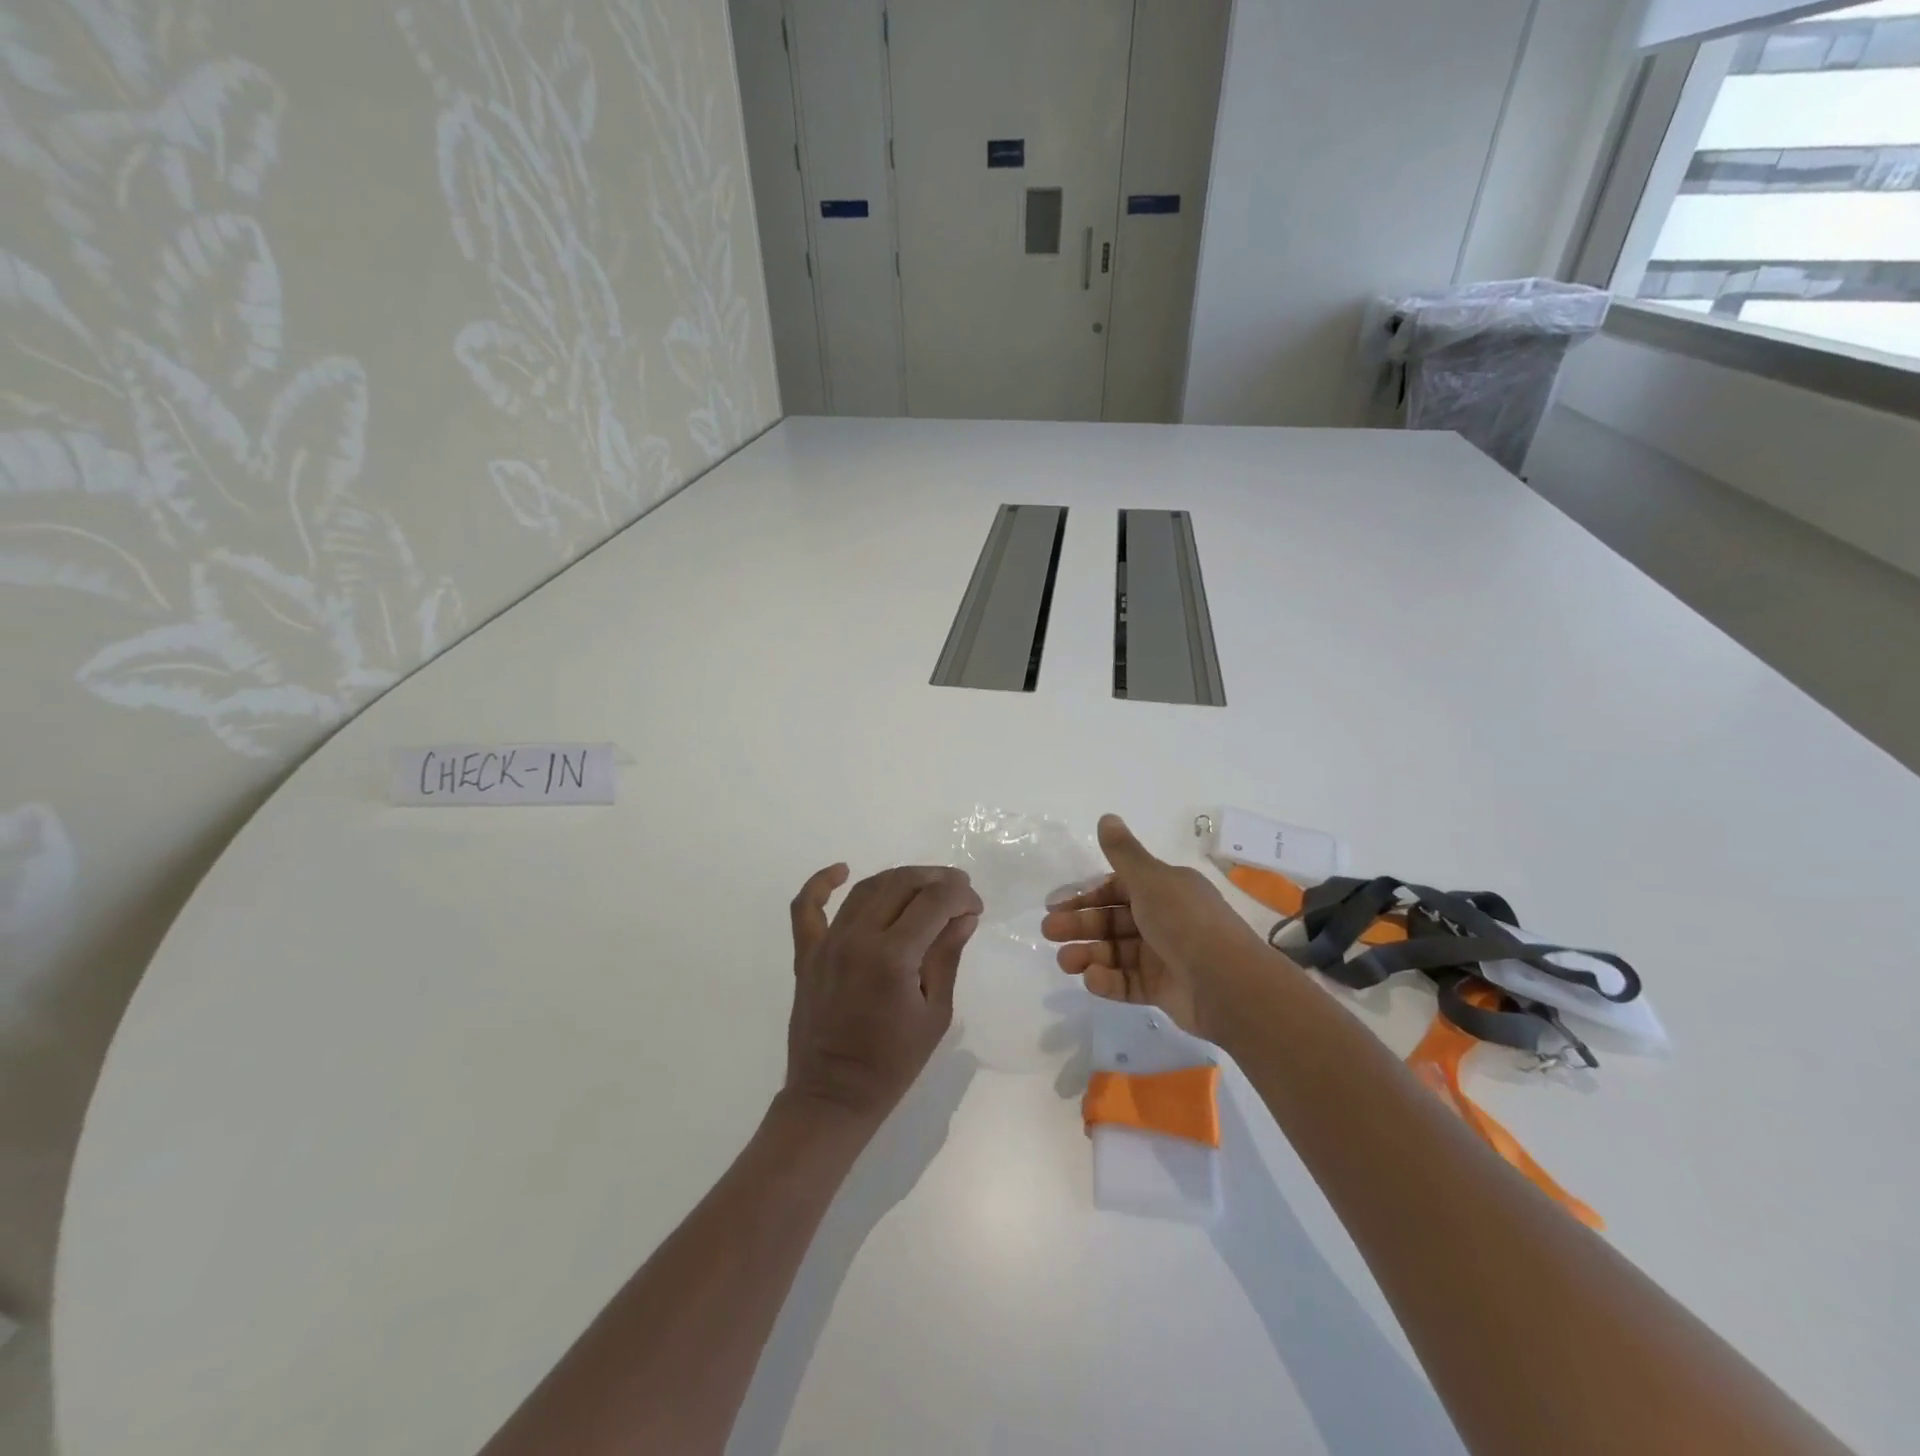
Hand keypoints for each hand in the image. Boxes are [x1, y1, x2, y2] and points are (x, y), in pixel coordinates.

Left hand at [783, 864, 982, 1127]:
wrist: (833, 1096)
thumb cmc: (893, 1062)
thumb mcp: (935, 1012)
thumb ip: (947, 955)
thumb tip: (964, 914)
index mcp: (893, 956)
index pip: (934, 901)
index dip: (961, 895)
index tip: (975, 906)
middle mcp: (858, 938)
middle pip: (901, 884)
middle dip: (936, 879)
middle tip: (958, 890)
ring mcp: (828, 942)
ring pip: (866, 888)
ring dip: (899, 878)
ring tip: (924, 884)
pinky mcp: (807, 953)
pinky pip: (807, 907)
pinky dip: (821, 883)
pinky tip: (842, 869)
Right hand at [1041, 815, 1266, 1040]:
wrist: (1228, 984)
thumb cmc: (1185, 922)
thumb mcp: (1150, 880)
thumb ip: (1123, 852)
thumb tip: (1106, 816)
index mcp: (1166, 889)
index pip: (1119, 888)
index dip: (1088, 895)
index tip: (1057, 903)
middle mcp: (1166, 919)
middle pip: (1114, 920)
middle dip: (1081, 925)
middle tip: (1049, 931)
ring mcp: (1165, 956)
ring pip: (1117, 952)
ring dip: (1088, 954)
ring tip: (1064, 962)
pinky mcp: (1163, 989)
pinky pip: (1128, 982)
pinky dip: (1108, 980)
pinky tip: (1090, 978)